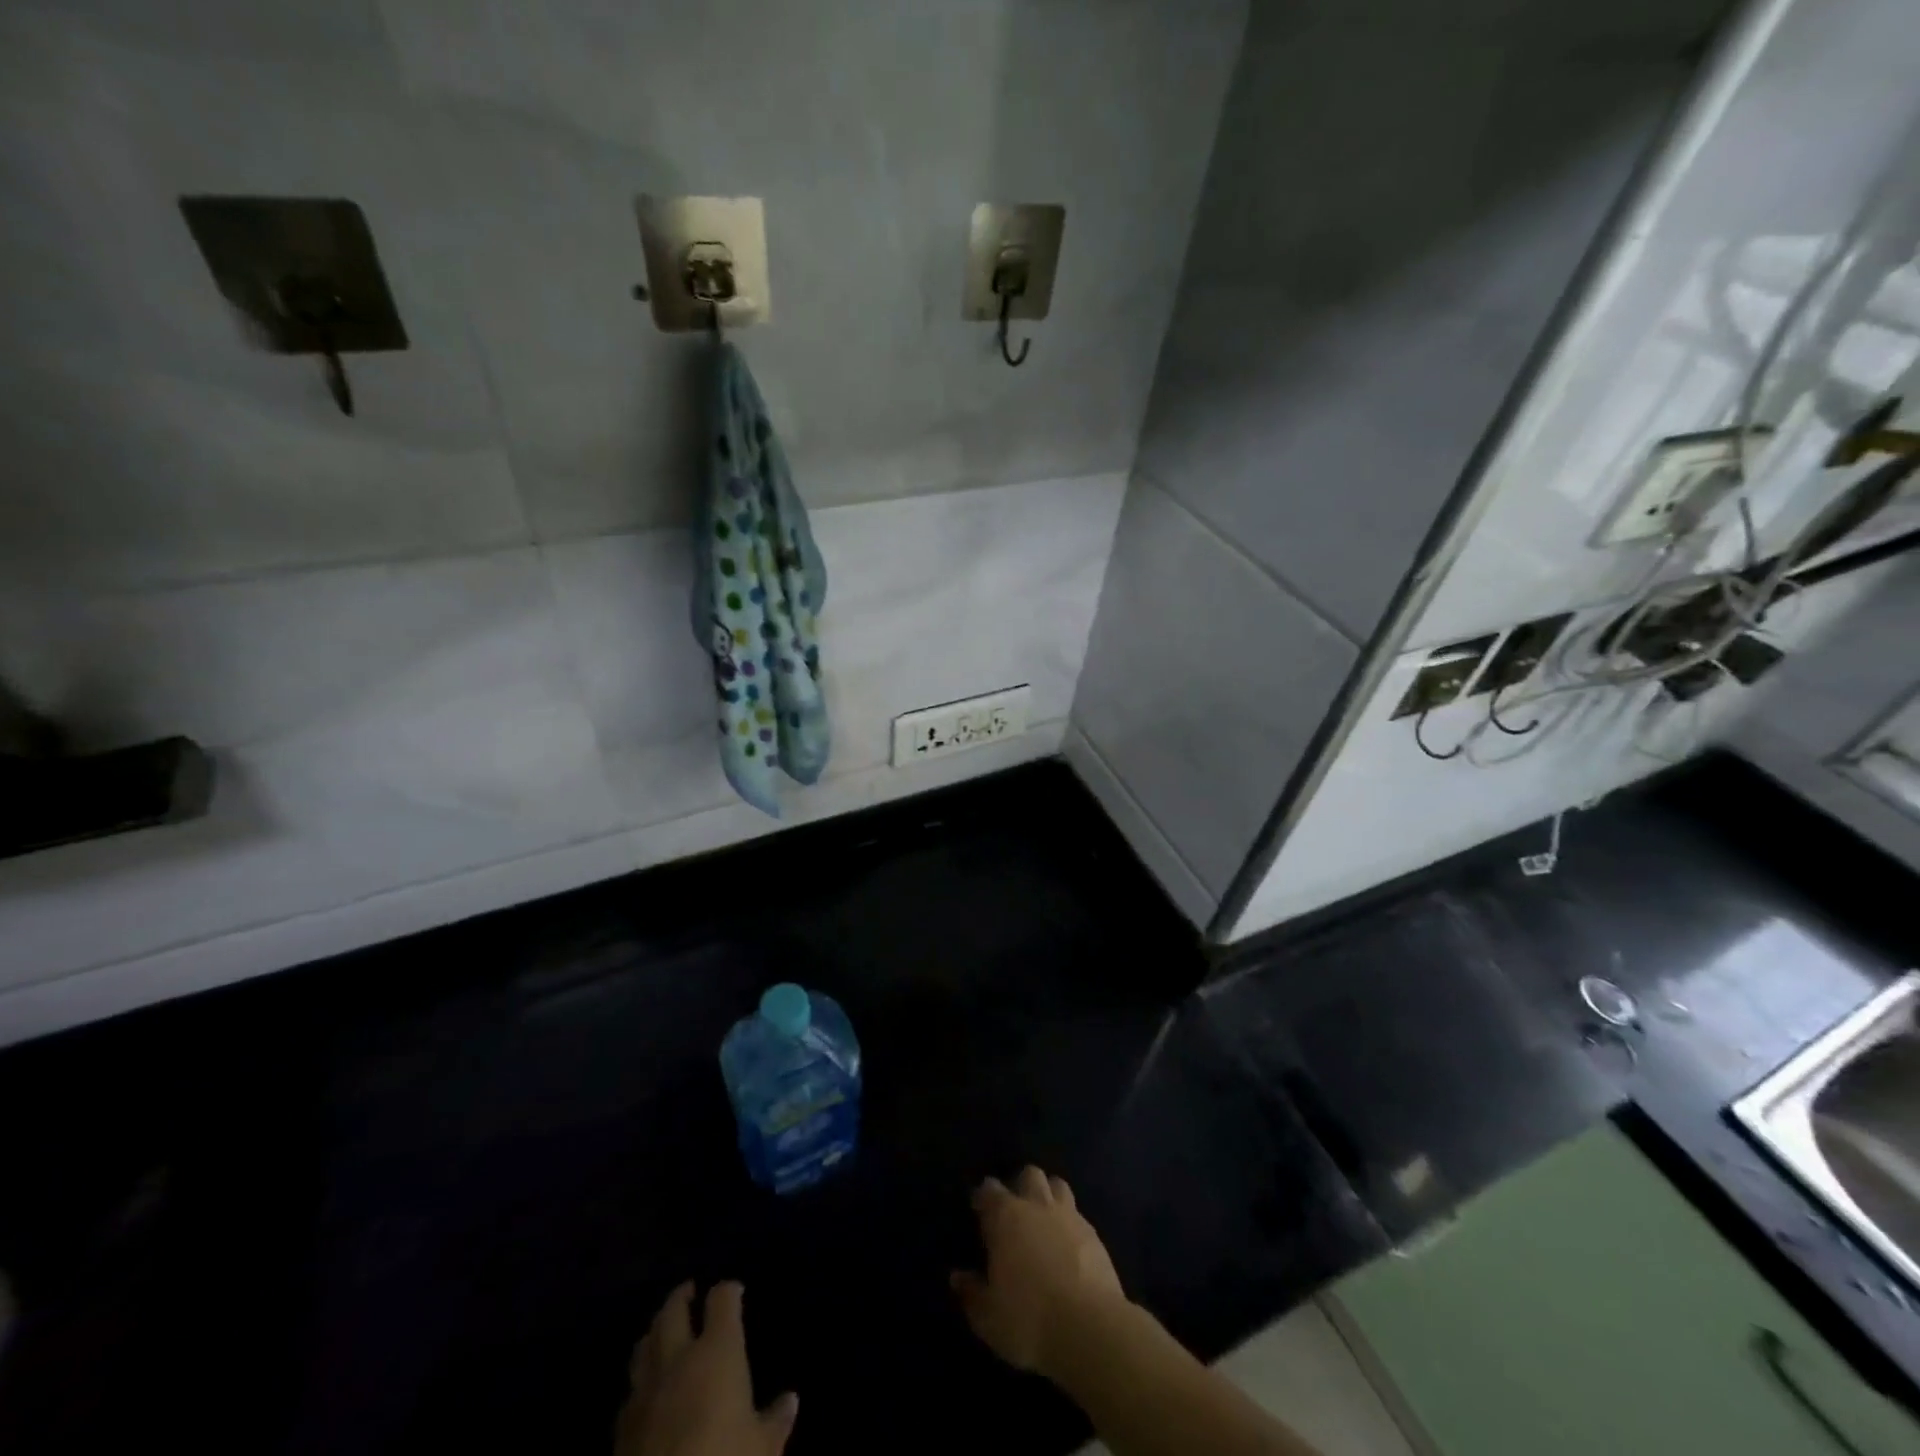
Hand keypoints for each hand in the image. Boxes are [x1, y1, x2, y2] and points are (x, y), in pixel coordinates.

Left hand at [614, 1281, 797, 1455]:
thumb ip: (775, 1420)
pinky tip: (648, 1388)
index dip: (729, 1290)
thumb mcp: (762, 1449)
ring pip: (645, 1343)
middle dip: (682, 1296)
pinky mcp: (621, 1427)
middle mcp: (678, 1359)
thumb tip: (790, 1400)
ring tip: (665, 1330)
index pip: (722, 1300)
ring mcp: (645, 1391)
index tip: (736, 1291)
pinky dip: (641, 1377)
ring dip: (656, 1331)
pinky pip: (631, 1387)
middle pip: (673, 1310)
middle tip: (691, 1292)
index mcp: (717, 1352)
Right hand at [951, 1165, 1127, 1377]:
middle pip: (1029, 1174)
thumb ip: (971, 1293)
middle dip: (1021, 1186)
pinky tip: (1069, 1246)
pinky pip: (1079, 1216)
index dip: (983, 1196)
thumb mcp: (988, 1317)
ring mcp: (1070, 1216)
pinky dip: (1070, 1224)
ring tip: (1044, 1221)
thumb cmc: (1029, 1320)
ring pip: (1058, 1186)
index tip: (979, 1209)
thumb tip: (957, 1277)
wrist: (1090, 1329)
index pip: (989, 1189)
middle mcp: (1037, 1205)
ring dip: (1049, 1196)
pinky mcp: (1095, 1234)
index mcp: (1006, 1217)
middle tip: (1015, 1212)